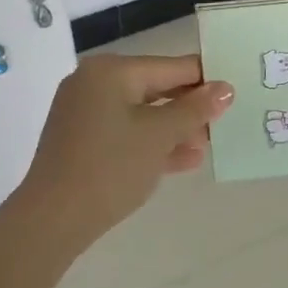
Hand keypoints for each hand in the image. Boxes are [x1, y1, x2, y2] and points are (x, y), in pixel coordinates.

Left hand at [17, 54, 233, 254]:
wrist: (52, 221)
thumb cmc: (110, 166)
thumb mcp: (160, 135)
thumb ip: (195, 109)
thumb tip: (225, 88)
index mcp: (111, 71)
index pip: (171, 66)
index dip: (205, 79)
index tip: (235, 93)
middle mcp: (95, 83)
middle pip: (157, 88)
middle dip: (190, 108)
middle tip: (224, 123)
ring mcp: (85, 113)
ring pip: (142, 113)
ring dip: (175, 129)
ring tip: (208, 145)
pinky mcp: (82, 141)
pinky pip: (126, 132)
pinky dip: (152, 142)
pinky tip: (185, 160)